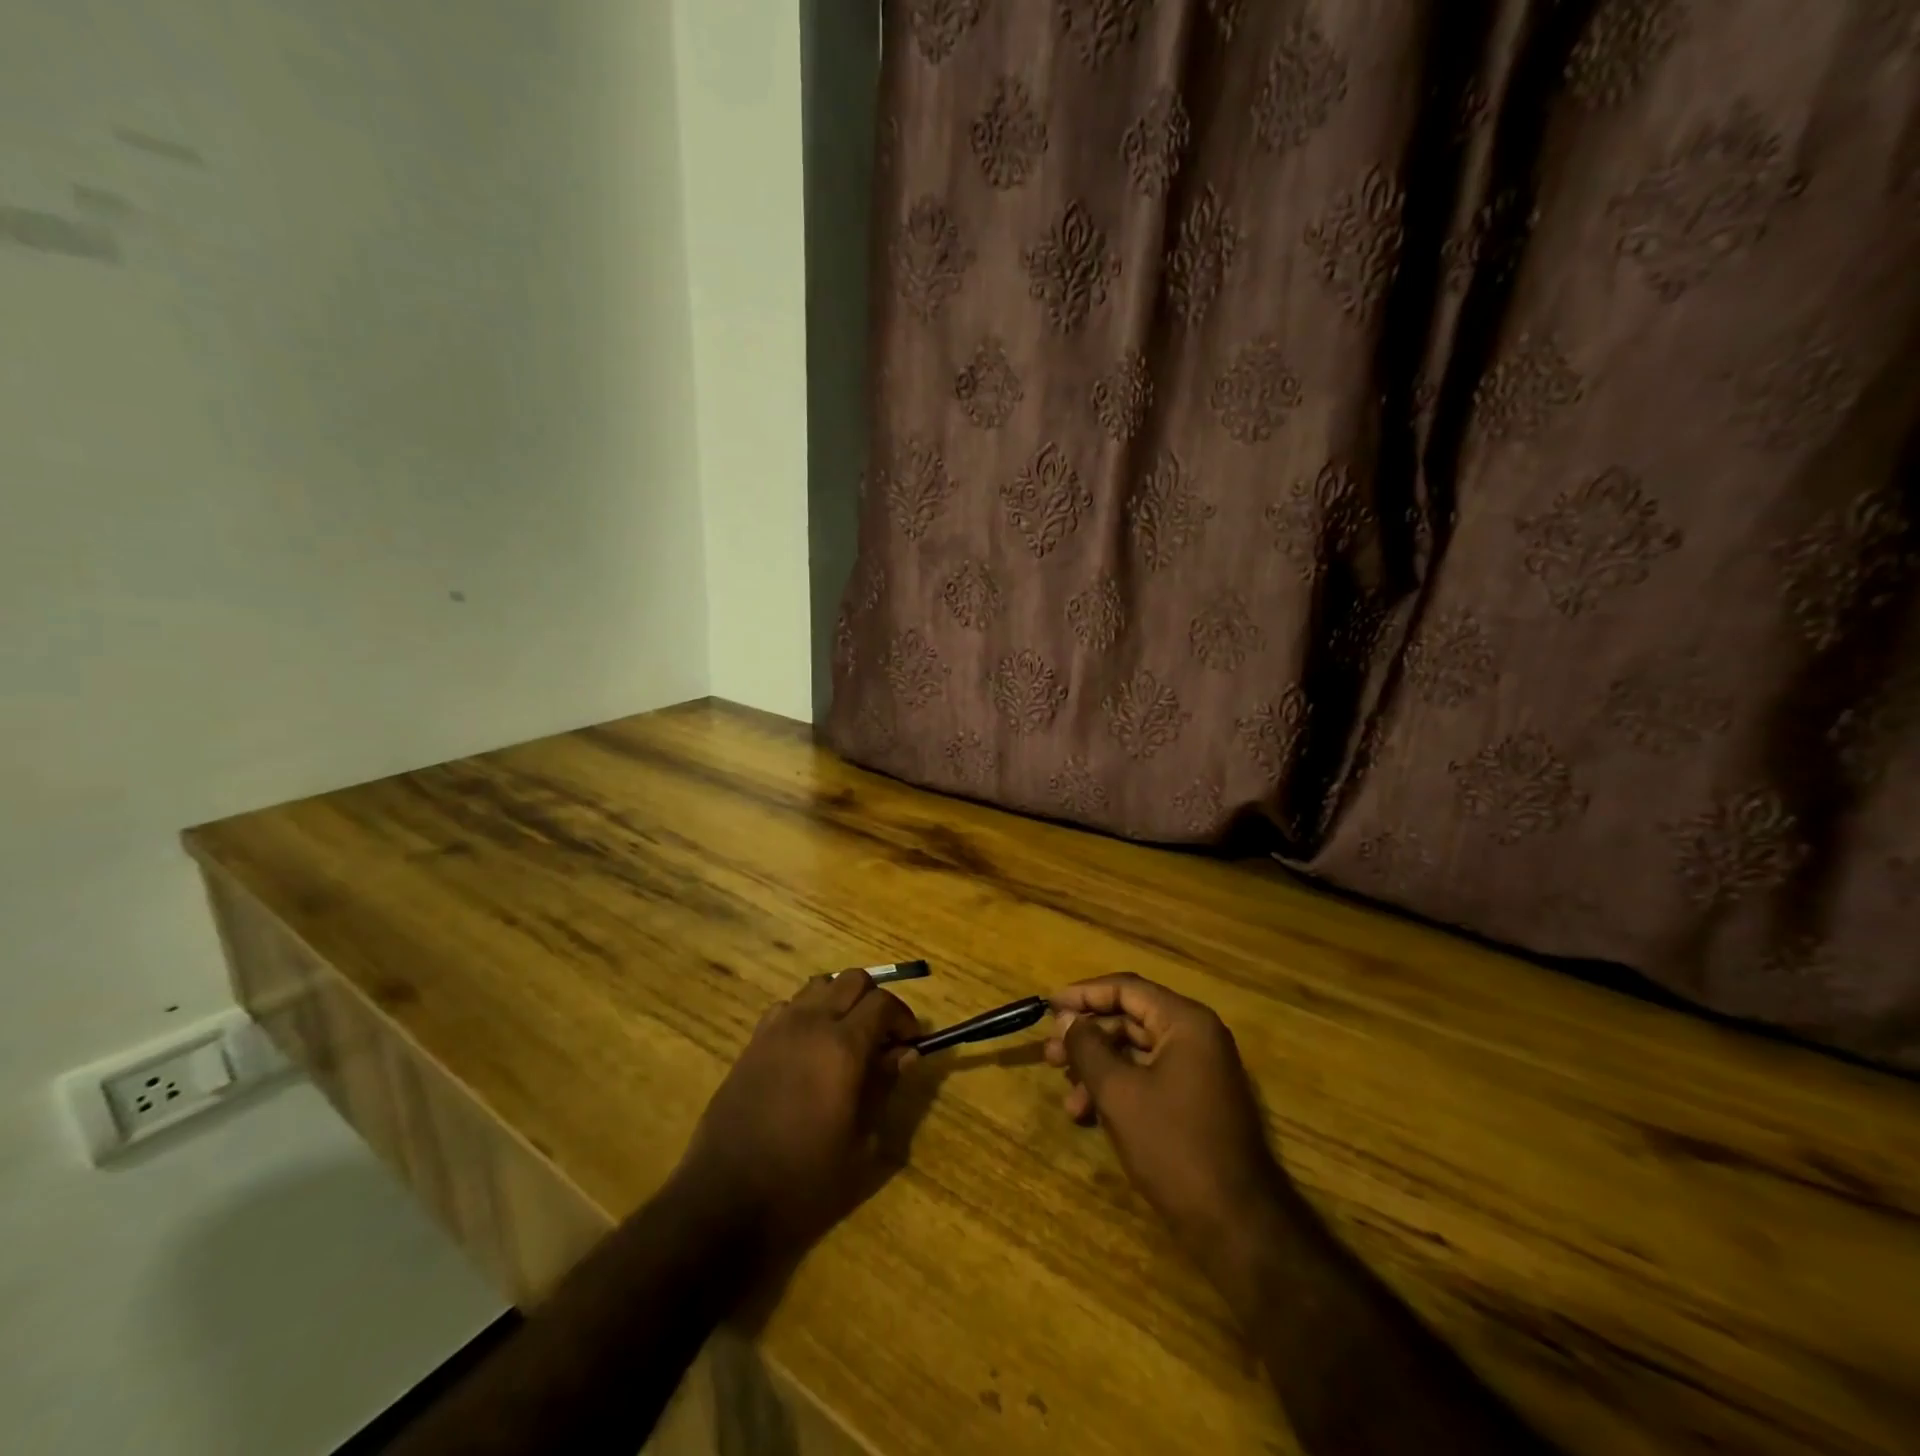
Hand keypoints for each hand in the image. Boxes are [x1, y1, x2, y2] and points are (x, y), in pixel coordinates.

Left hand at [674, 971, 920, 1255]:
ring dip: (840, 1000)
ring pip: (819, 985)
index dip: (903, 1018)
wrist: (726, 1199)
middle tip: (883, 1036)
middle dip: (875, 1000)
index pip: (883, 1002)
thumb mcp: (860, 1143)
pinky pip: (788, 1006)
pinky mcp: (753, 1041)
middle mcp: (811, 1023)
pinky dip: (808, 1013)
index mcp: (843, 1046)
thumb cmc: (804, 1180)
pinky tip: (809, 1048)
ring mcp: (778, 1028)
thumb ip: (884, 1087)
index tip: (910, 1042)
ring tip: (847, 1036)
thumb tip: (904, 1053)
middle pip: (853, 980)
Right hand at [1046, 974, 1290, 1273]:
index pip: (1127, 989)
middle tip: (1049, 1055)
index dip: (1084, 994)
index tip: (1048, 1006)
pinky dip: (1118, 1089)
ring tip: (1067, 1095)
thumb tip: (1067, 1019)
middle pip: (1130, 1019)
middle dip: (1087, 1037)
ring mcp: (1199, 1071)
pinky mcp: (1196, 1102)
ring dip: (1098, 1068)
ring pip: (1136, 1053)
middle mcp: (1196, 1037)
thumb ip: (1088, 1047)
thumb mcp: (1118, 1092)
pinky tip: (1089, 1115)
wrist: (1235, 1224)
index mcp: (1185, 1022)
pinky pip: (1149, 1078)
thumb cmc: (1173, 1146)